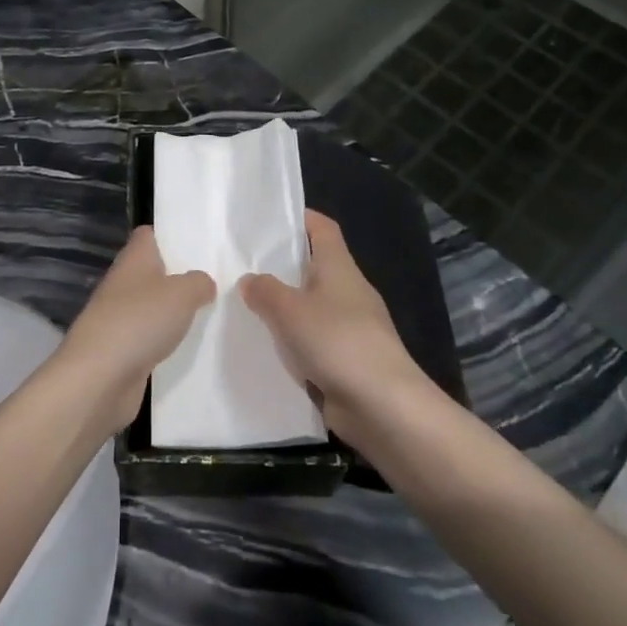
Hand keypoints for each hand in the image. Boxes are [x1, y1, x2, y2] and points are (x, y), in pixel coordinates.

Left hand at [57, 227, 215, 434]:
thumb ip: (199, 283)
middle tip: (215, 281)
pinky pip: (149, 338)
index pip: (148, 235)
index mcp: (134, 259)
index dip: (169, 235)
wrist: (99, 378)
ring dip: (173, 312)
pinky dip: (165, 341)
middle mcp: (124, 283)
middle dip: (179, 276)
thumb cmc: (139, 321)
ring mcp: (120, 318)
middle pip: (152, 271)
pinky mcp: (121, 350)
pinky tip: (190, 348)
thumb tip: (204, 283)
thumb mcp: (182, 294)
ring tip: (210, 314)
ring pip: (152, 306)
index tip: (197, 244)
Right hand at [240, 210, 428, 437]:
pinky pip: (314, 342)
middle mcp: (347, 291)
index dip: (300, 218)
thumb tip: (250, 280)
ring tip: (245, 307)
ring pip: (311, 307)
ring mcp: (350, 327)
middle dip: (282, 266)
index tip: (268, 219)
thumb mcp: (289, 310)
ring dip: (285, 308)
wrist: (384, 407)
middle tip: (242, 265)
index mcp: (339, 267)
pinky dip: (293, 342)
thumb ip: (264, 291)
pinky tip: (267, 349)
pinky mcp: (348, 360)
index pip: (322, 228)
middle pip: (313, 267)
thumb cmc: (338, 342)